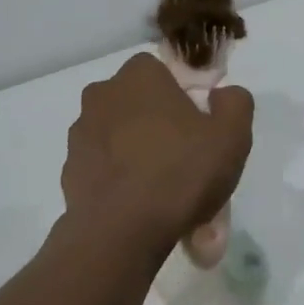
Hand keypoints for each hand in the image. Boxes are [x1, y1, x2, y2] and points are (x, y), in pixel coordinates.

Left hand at [58, 53, 254, 264]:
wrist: (121, 232)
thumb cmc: (180, 173)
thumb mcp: (232, 135)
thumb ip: (234, 103)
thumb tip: (221, 95)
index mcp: (139, 76)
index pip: (162, 72)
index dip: (182, 96)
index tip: (198, 128)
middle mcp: (102, 95)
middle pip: (138, 104)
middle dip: (158, 125)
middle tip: (184, 160)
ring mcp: (80, 133)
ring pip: (119, 136)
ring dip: (137, 153)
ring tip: (165, 194)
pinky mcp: (69, 169)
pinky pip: (103, 167)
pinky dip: (119, 180)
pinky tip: (140, 207)